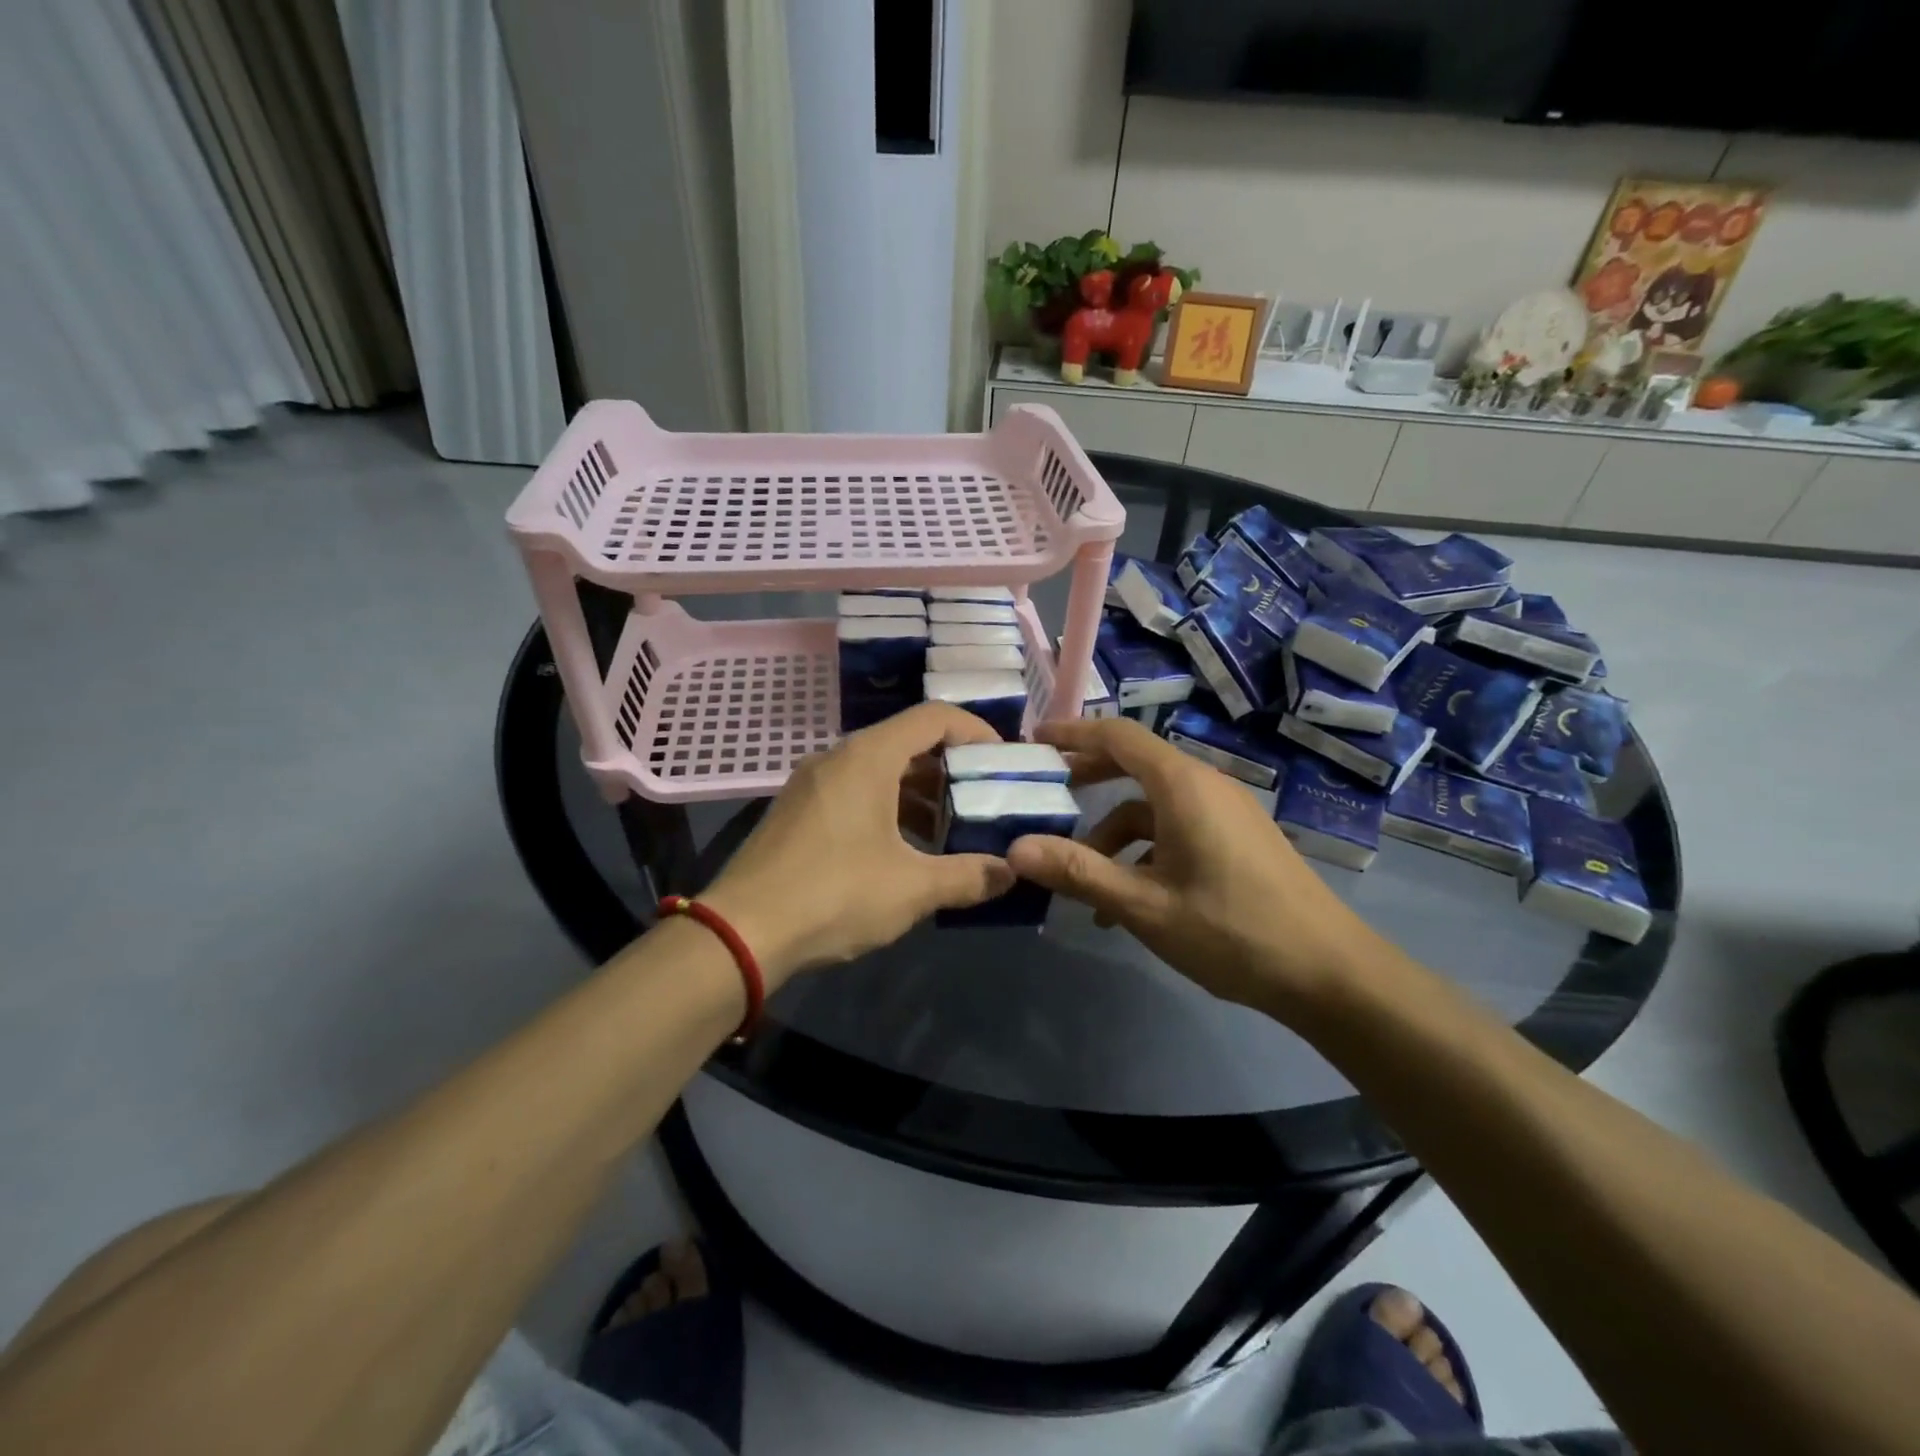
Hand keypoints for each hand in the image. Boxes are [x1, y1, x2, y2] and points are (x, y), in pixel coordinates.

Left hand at [701, 703, 1016, 986]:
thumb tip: (1009, 873)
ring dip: (920, 793)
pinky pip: (855, 792)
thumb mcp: (912, 888)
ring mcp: (812, 784)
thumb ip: (968, 876)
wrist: (741, 932)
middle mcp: (838, 757)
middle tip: (983, 800)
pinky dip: (888, 808)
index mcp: (868, 757)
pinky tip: (903, 851)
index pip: (934, 717)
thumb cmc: (834, 895)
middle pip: (907, 742)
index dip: (976, 732)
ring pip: (880, 770)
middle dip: (951, 769)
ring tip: (950, 831)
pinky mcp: (797, 811)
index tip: (1003, 763)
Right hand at [1005, 717, 1393, 1012]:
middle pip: (1134, 764)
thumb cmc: (1231, 931)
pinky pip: (1176, 829)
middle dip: (1087, 778)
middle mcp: (1204, 786)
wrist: (1329, 973)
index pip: (1118, 736)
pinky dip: (1144, 852)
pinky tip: (1126, 902)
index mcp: (1182, 785)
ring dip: (1113, 834)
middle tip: (1044, 794)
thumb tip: (1016, 849)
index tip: (1034, 739)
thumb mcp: (1145, 905)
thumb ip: (1079, 872)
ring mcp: (1225, 813)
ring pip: (1152, 806)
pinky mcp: (1236, 839)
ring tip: (1081, 881)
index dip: (1073, 732)